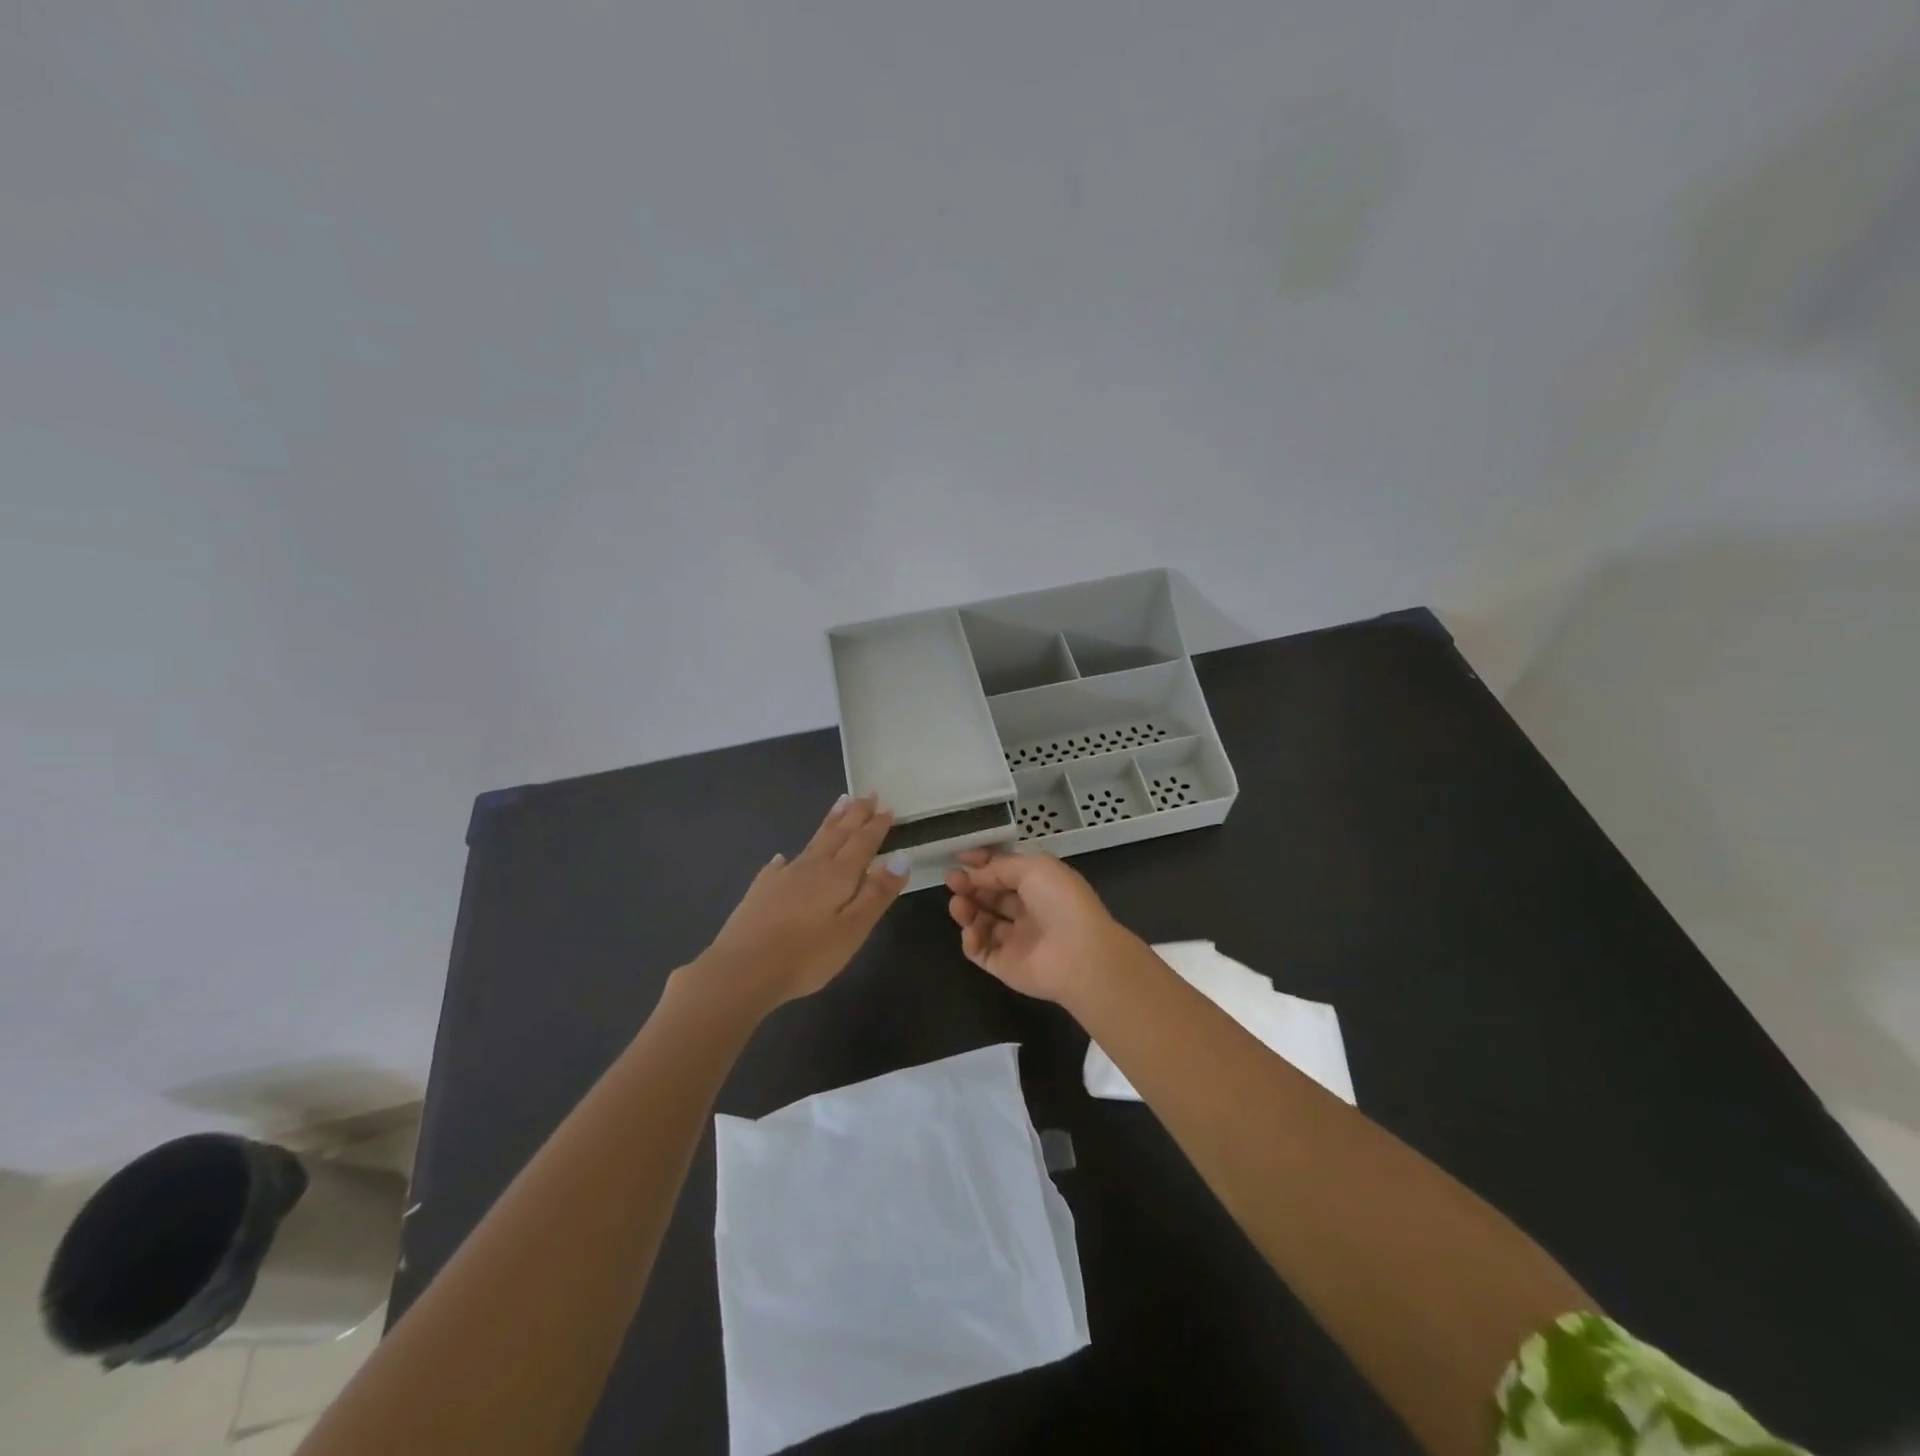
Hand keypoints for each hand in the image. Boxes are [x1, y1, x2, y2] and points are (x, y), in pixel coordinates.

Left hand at [694, 794, 908, 1013]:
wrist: (742, 970)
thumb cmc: (807, 955)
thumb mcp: (853, 929)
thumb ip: (877, 893)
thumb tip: (902, 858)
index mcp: (838, 875)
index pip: (863, 843)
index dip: (877, 825)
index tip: (887, 806)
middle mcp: (812, 867)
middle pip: (838, 834)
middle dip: (855, 814)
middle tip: (867, 794)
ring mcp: (783, 877)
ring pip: (812, 842)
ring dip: (829, 823)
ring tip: (840, 804)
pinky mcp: (760, 892)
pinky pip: (779, 866)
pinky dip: (787, 859)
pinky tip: (783, 858)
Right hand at [944, 849, 1137, 1006]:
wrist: (1079, 955)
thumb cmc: (1060, 901)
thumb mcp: (1033, 868)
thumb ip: (999, 868)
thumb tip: (974, 875)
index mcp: (1040, 885)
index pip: (1005, 871)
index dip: (982, 862)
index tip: (958, 856)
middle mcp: (1028, 911)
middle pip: (991, 895)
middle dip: (969, 884)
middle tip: (951, 878)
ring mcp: (1016, 940)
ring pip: (982, 922)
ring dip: (966, 910)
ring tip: (957, 904)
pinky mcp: (1005, 966)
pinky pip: (981, 951)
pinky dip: (971, 940)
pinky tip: (972, 931)